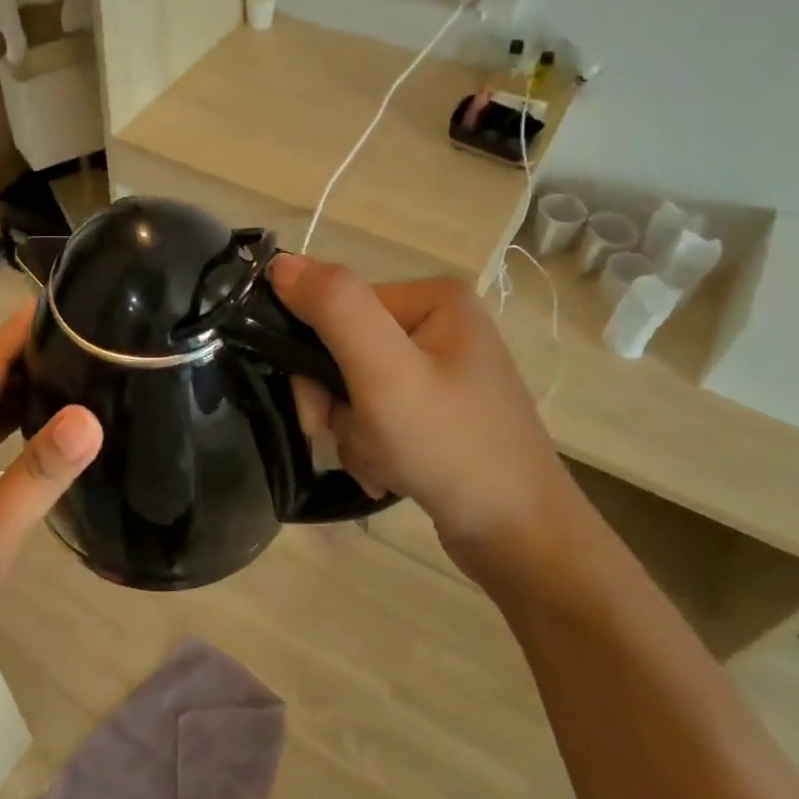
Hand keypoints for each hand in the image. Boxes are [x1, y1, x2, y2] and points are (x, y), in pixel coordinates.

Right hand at [269, 254, 585, 568]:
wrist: (518, 536)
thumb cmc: (450, 446)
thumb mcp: (385, 372)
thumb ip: (334, 310)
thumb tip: (280, 263)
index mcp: (434, 299)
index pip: (338, 310)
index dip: (314, 361)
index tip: (319, 413)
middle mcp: (439, 326)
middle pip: (345, 352)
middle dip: (338, 405)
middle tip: (352, 442)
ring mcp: (441, 372)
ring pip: (355, 390)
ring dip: (354, 433)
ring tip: (382, 465)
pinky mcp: (438, 411)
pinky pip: (378, 416)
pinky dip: (372, 447)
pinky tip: (391, 474)